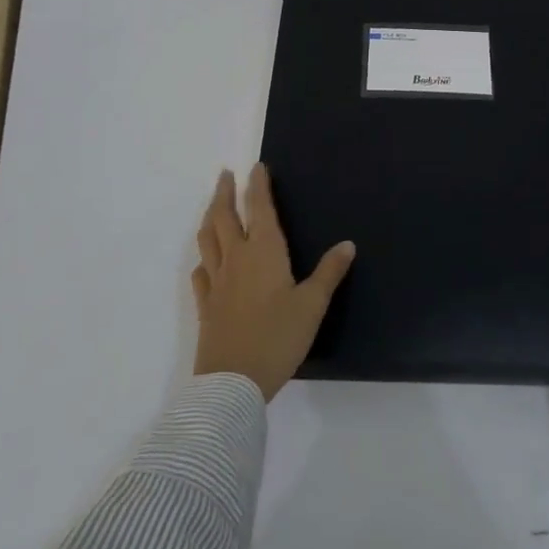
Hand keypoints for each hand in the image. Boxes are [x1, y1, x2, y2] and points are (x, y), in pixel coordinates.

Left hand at [192, 165, 354, 400]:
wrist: (233, 382)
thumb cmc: (278, 337)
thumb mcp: (312, 304)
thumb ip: (329, 272)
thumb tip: (347, 243)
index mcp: (264, 251)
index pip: (259, 208)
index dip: (258, 186)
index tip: (256, 167)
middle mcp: (236, 259)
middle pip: (224, 217)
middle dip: (225, 193)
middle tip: (226, 175)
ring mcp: (217, 282)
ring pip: (207, 239)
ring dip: (209, 217)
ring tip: (213, 206)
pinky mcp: (206, 305)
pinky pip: (201, 272)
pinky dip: (203, 258)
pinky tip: (205, 261)